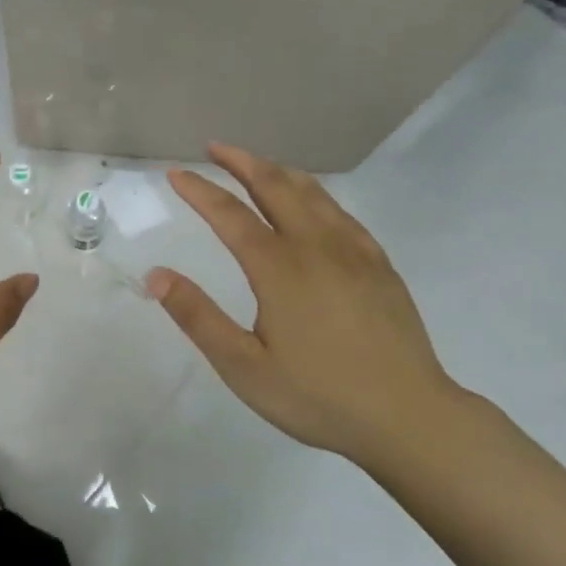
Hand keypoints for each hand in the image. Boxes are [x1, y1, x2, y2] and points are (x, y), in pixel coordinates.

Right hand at [146, 143, 465, 466]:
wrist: (408, 416)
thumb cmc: (317, 397)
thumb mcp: (243, 367)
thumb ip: (198, 317)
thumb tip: (157, 275)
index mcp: (279, 269)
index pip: (230, 214)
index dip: (200, 191)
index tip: (176, 174)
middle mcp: (316, 246)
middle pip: (275, 186)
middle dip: (241, 162)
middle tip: (215, 149)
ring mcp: (354, 252)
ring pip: (312, 193)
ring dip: (278, 172)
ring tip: (256, 165)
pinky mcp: (379, 265)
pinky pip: (341, 212)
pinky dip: (315, 194)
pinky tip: (311, 203)